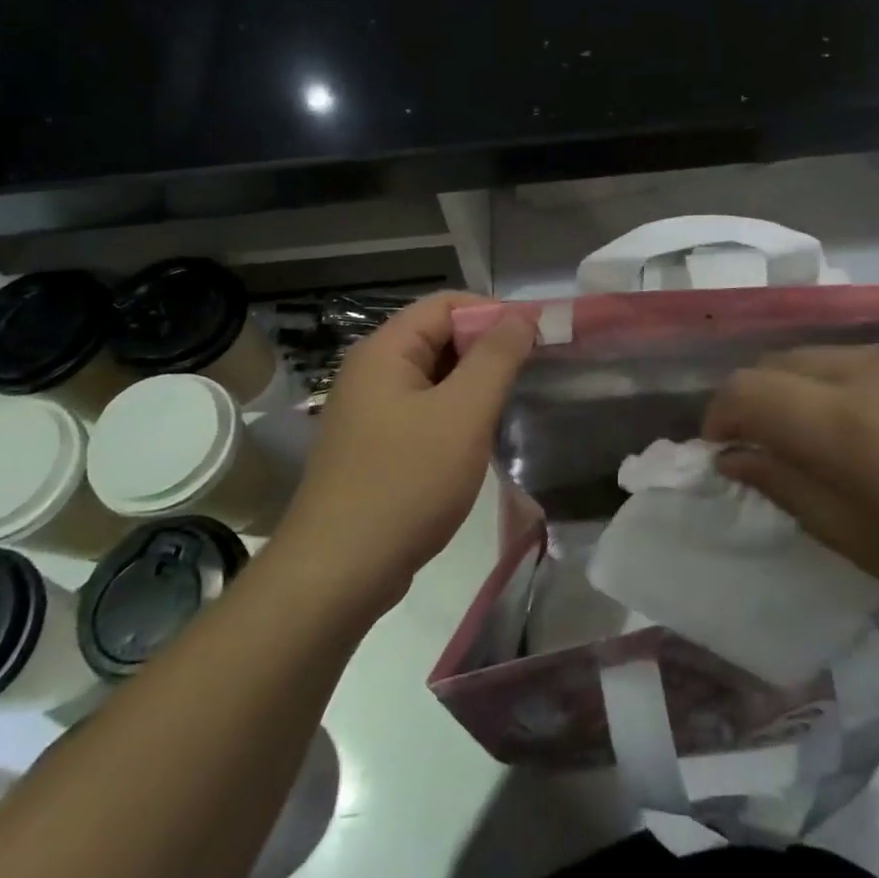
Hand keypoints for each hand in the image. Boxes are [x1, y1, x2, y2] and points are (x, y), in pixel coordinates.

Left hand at [274, 292, 534, 617]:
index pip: (447, 304)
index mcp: (385, 350)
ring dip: (476, 384)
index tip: (539, 337)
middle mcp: (373, 371)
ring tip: (515, 403)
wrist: (339, 573)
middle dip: (489, 349)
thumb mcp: (463, 414)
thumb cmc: (406, 483)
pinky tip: (482, 437)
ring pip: (436, 377)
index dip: (495, 312)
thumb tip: (523, 314)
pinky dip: (458, 414)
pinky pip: (426, 411)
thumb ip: (496, 357)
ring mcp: (371, 411)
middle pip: (440, 336)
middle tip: (534, 372)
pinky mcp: (377, 446)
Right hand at [704, 338, 878, 658]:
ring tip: (838, 444)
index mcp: (849, 423)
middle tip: (771, 450)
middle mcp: (874, 367)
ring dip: (807, 391)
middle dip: (756, 399)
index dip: (718, 416)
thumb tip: (738, 458)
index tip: (720, 451)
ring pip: (830, 356)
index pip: (746, 391)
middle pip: (781, 362)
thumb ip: (796, 495)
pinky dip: (856, 384)